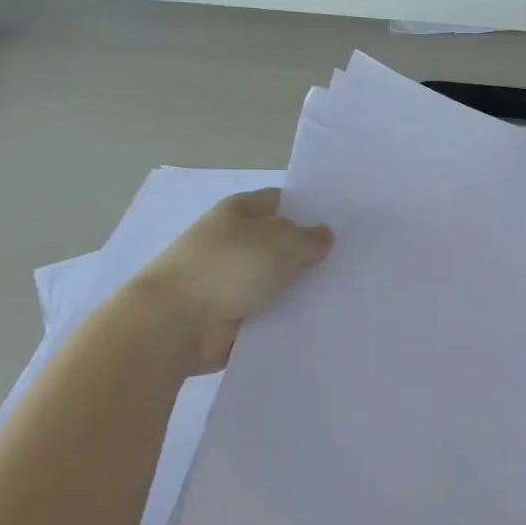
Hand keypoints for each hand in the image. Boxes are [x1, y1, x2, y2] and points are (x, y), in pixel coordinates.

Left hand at [133, 190, 333, 375]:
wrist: (174, 323)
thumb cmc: (228, 267)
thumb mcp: (282, 241)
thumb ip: (309, 238)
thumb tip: (323, 237)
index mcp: (240, 210)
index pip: (282, 200)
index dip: (311, 208)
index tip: (344, 222)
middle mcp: (233, 240)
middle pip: (281, 241)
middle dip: (309, 250)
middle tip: (352, 258)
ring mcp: (229, 278)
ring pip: (276, 278)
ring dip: (299, 286)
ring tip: (342, 290)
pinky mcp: (229, 314)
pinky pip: (267, 309)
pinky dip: (285, 314)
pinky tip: (318, 317)